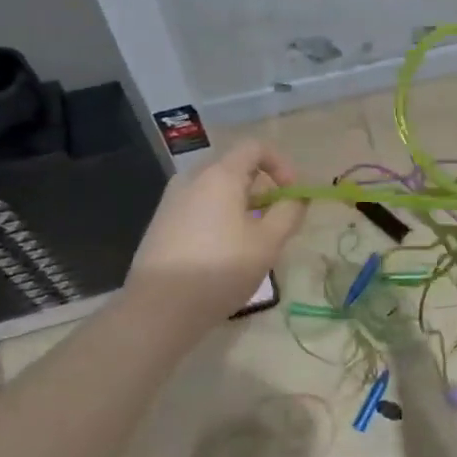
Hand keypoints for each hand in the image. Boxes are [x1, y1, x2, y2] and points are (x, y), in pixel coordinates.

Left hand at [128, 141, 307, 325]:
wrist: (158, 308)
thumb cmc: (220, 270)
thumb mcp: (267, 243)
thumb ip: (289, 213)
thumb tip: (297, 197)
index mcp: (219, 175)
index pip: (255, 147)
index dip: (281, 165)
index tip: (292, 195)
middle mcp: (192, 179)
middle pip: (235, 168)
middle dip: (263, 189)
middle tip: (276, 222)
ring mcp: (172, 201)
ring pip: (216, 190)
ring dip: (242, 206)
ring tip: (252, 241)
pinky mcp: (161, 223)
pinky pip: (199, 207)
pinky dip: (219, 218)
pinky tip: (223, 253)